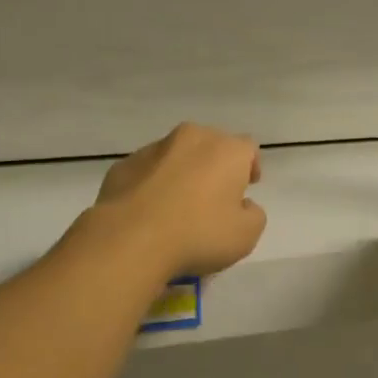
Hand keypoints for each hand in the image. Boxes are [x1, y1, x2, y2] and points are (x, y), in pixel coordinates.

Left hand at [93, 123, 267, 276]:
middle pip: (211, 145)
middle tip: (214, 196)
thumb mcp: (246, 236)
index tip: (247, 187)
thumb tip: (243, 205)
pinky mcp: (124, 164)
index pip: (248, 148)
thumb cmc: (198, 234)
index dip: (250, 166)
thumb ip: (254, 214)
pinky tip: (149, 211)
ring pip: (177, 155)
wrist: (130, 239)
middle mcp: (192, 138)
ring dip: (182, 172)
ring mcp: (154, 148)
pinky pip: (148, 170)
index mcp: (226, 150)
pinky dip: (153, 183)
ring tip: (177, 204)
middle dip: (215, 165)